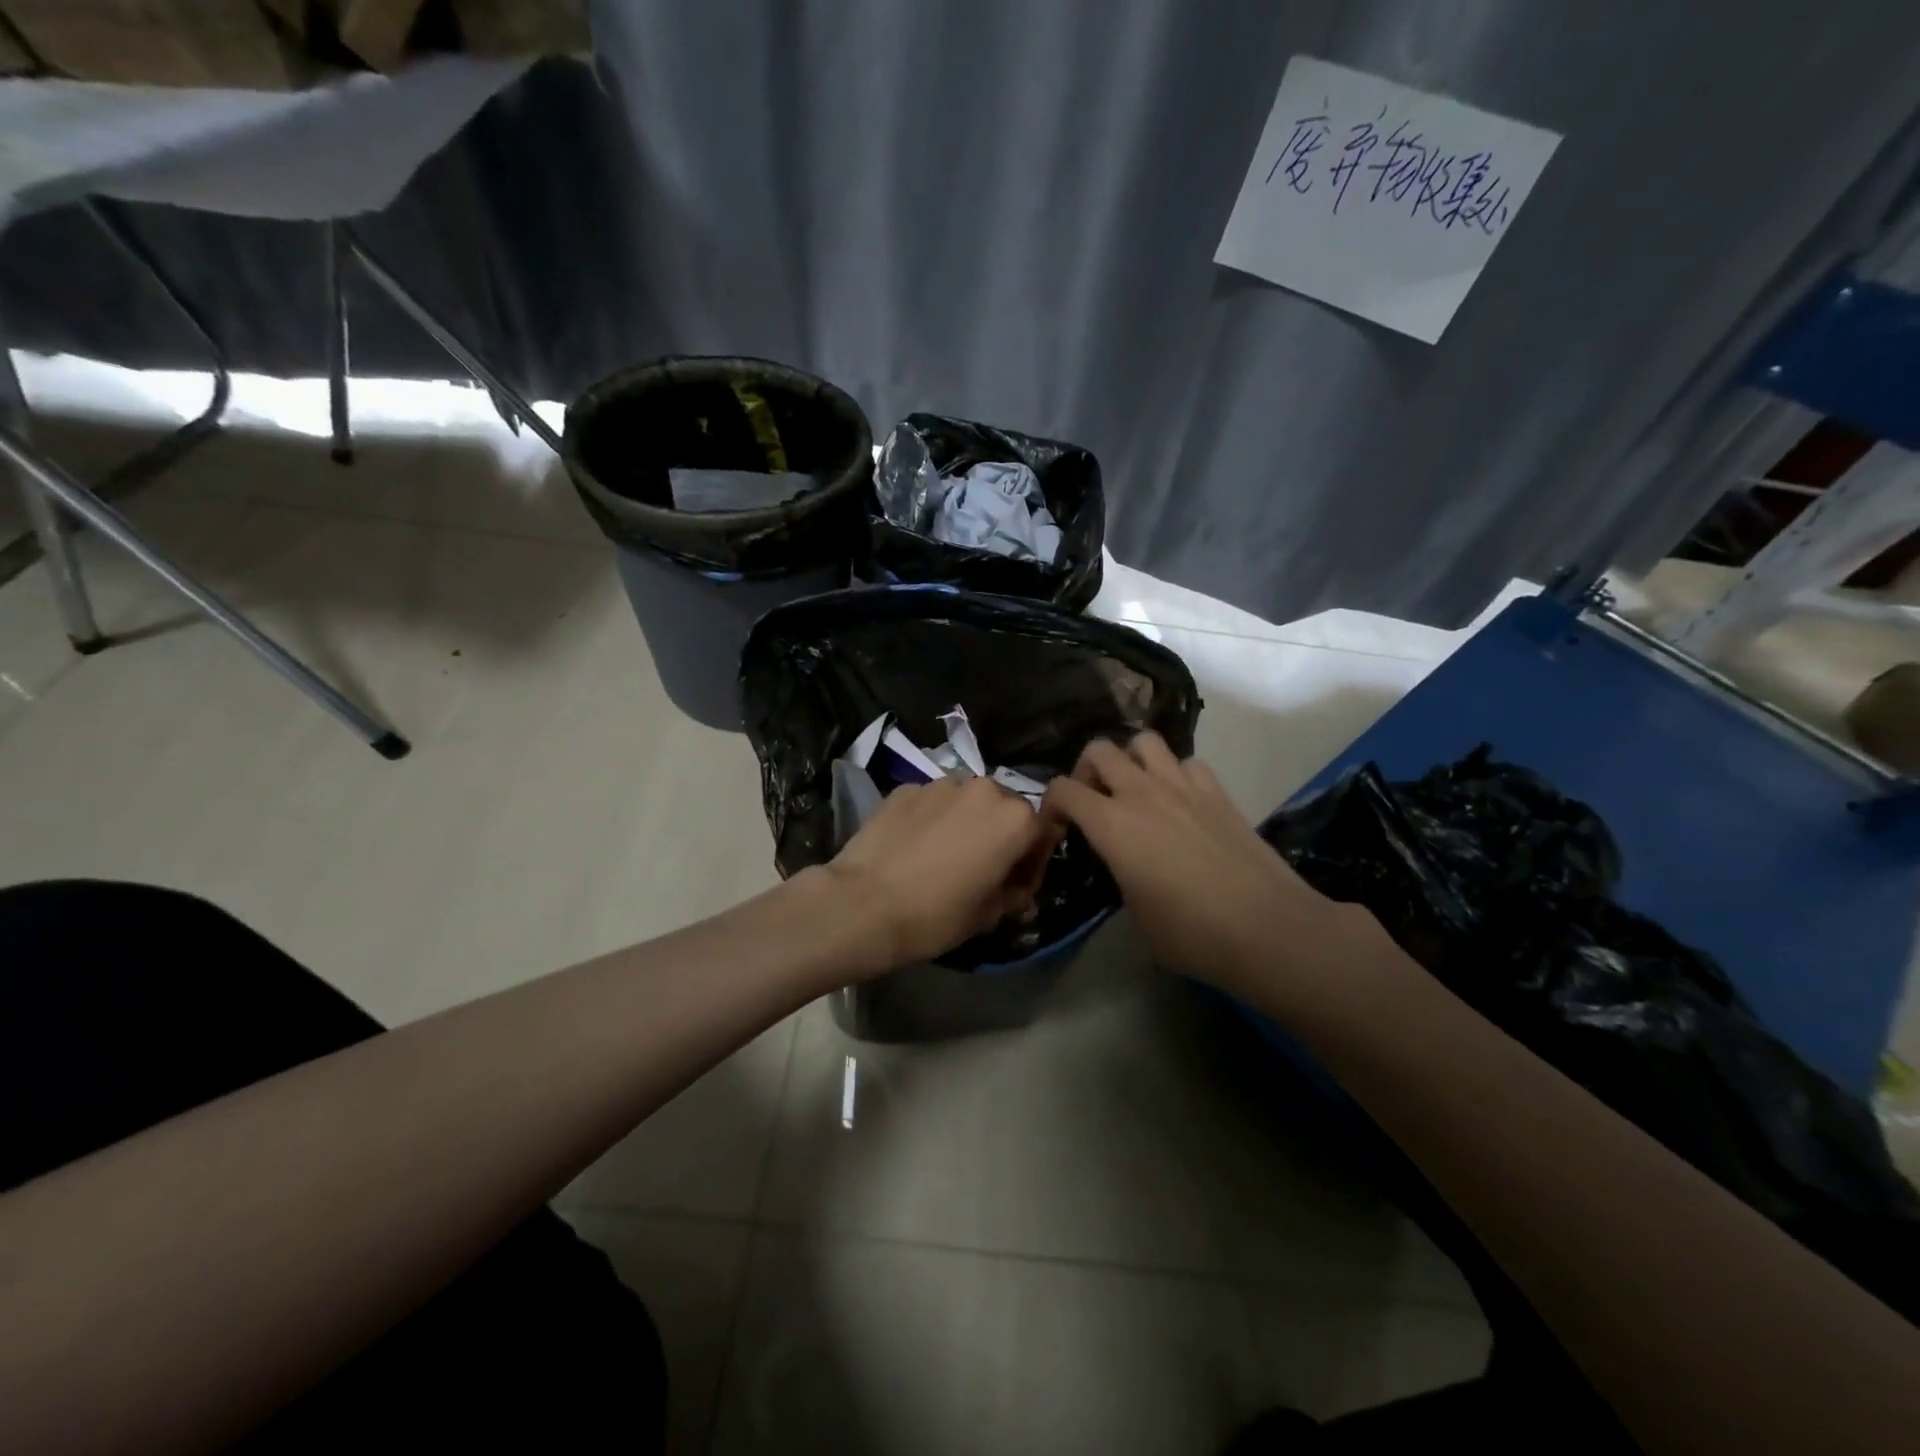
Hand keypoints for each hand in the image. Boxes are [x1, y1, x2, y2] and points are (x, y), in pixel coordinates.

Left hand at [821, 775, 1059, 973]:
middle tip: (981, 868)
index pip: (1043, 833)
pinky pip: (932, 802)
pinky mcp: (906, 787)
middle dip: (1000, 834)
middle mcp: (984, 789)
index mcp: (1016, 819)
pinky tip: (914, 847)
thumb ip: (1014, 893)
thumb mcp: (988, 915)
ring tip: (944, 854)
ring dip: (966, 822)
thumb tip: (1018, 888)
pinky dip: (932, 818)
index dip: (1033, 862)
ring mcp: (942, 784)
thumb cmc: (936, 915)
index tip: (1016, 885)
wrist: (863, 904)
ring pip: (968, 801)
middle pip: (1006, 809)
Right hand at [1042, 734, 1371, 996]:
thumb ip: (1120, 875)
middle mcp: (1142, 794)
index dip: (1050, 804)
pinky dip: (1175, 774)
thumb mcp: (1136, 914)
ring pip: (1144, 741)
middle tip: (1094, 800)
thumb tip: (1125, 865)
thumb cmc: (1192, 934)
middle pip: (1100, 750)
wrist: (1266, 928)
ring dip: (1132, 759)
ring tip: (1136, 789)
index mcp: (1112, 825)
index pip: (1063, 789)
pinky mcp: (1217, 792)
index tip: (1057, 827)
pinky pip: (1187, 763)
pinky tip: (1180, 802)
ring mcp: (1183, 787)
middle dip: (1087, 770)